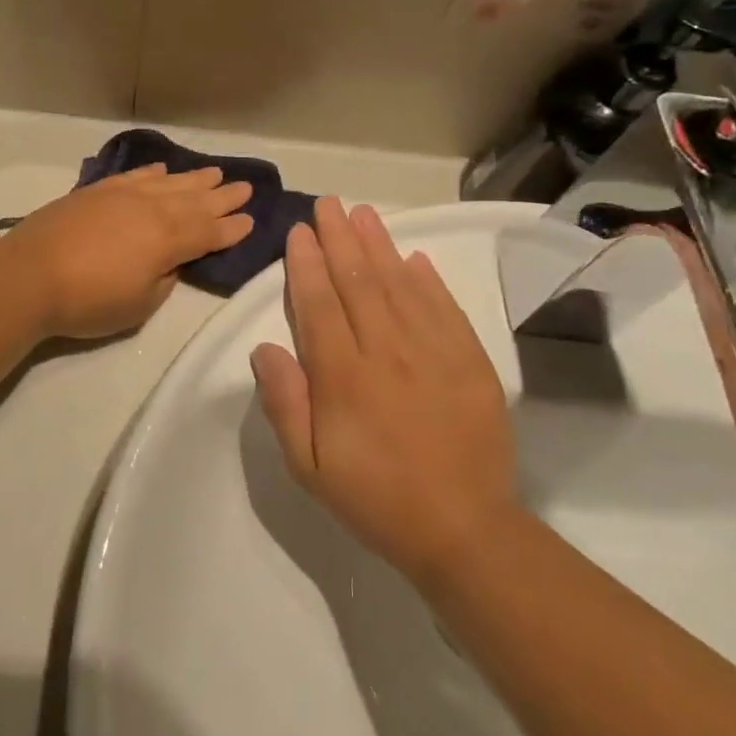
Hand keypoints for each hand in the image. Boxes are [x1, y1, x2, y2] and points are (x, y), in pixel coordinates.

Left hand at [4, 165, 253, 339]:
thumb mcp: (139, 304)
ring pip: (169, 183)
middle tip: (246, 187)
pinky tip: (163, 170)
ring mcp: (123, 195)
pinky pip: (135, 176)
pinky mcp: (97, 191)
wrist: (29, 275)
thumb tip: (172, 259)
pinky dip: (153, 172)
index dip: (231, 228)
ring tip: (215, 173)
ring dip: (194, 179)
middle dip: (223, 196)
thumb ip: (164, 278)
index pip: (209, 232)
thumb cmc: (89, 300)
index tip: (251, 219)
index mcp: (168, 240)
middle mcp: (152, 210)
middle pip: (195, 201)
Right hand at [250, 197, 522, 582]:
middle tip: (328, 204)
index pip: (320, 305)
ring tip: (364, 213)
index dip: (307, 265)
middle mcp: (387, 353)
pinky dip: (428, 280)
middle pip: (359, 283)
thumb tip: (264, 348)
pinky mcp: (471, 362)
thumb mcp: (308, 466)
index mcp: (344, 378)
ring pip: (400, 286)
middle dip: (340, 239)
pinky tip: (414, 257)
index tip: (300, 232)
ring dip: (379, 246)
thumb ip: (284, 404)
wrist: (464, 531)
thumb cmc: (375, 498)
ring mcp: (434, 354)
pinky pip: (445, 309)